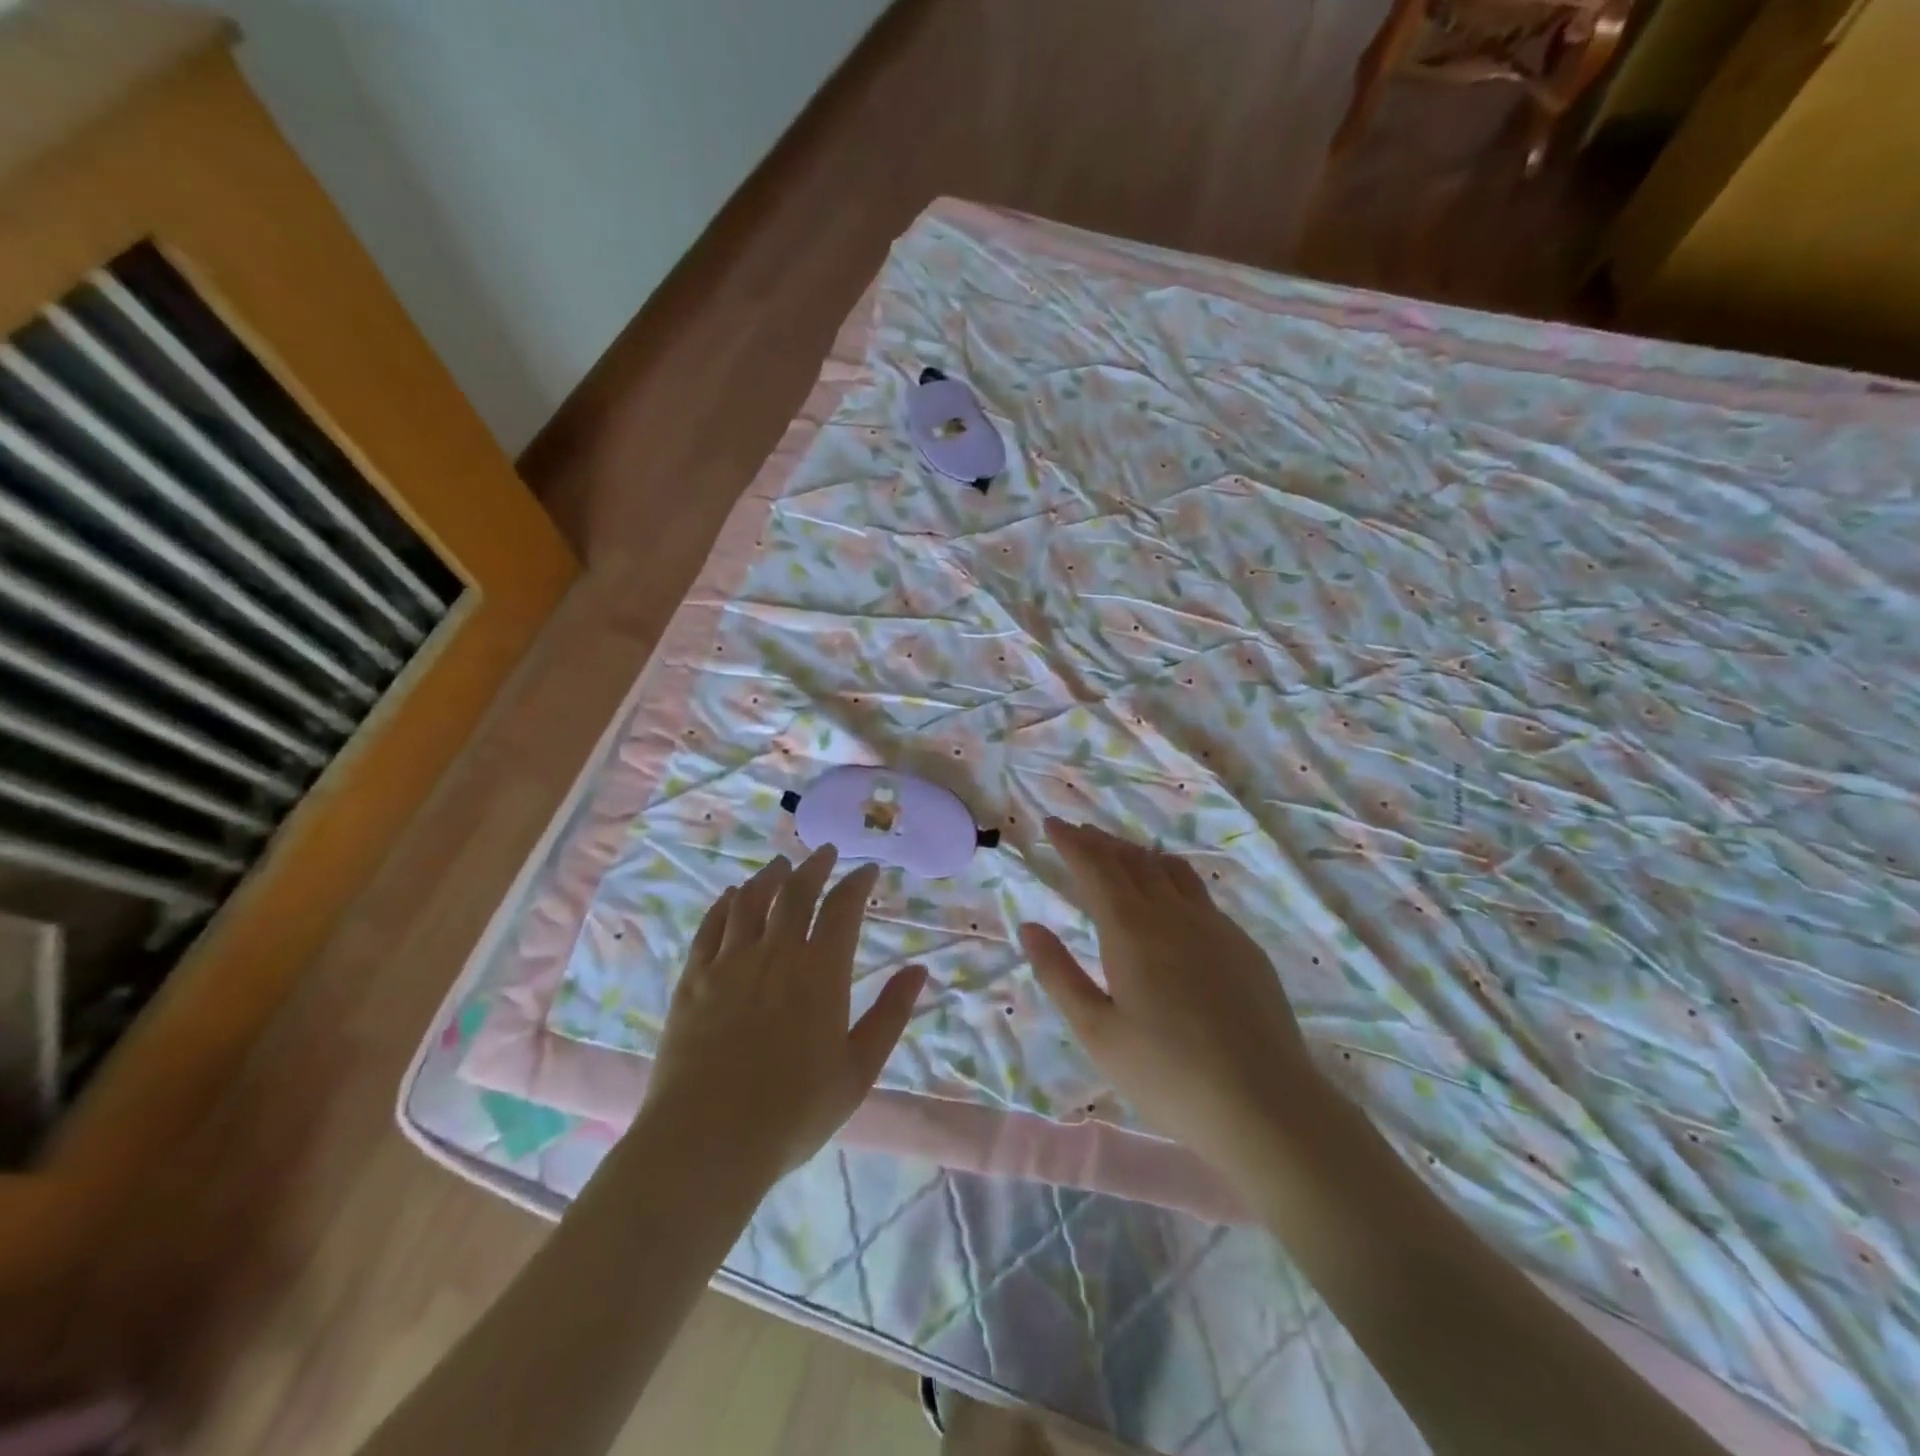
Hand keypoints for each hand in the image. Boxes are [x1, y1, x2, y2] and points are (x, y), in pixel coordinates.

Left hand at [640, 847, 926, 1183]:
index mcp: (820, 972)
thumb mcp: (858, 1070)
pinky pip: (710, 927)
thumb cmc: (793, 1112)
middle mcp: (775, 954)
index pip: (843, 908)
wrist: (706, 1142)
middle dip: (814, 866)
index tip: (868, 871)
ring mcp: (729, 964)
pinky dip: (724, 904)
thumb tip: (919, 970)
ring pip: (750, 901)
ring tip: (780, 865)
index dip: (857, 883)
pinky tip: (730, 896)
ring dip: (769, 877)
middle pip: (795, 893)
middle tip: (825, 853)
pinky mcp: (693, 981)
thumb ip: (890, 1015)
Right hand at [1020, 819, 1327, 1177]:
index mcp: (1131, 929)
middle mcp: (1173, 913)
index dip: (1071, 842)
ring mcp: (1214, 925)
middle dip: (1100, 842)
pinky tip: (1170, 897)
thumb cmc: (1167, 1074)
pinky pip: (1198, 892)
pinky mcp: (1242, 945)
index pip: (1095, 868)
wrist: (1266, 1106)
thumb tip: (1030, 927)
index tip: (1052, 824)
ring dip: (1137, 854)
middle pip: (1131, 860)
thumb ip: (1059, 974)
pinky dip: (1170, 877)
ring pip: (1169, 869)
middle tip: (1078, 832)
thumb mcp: (1097, 1032)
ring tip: (1119, 854)